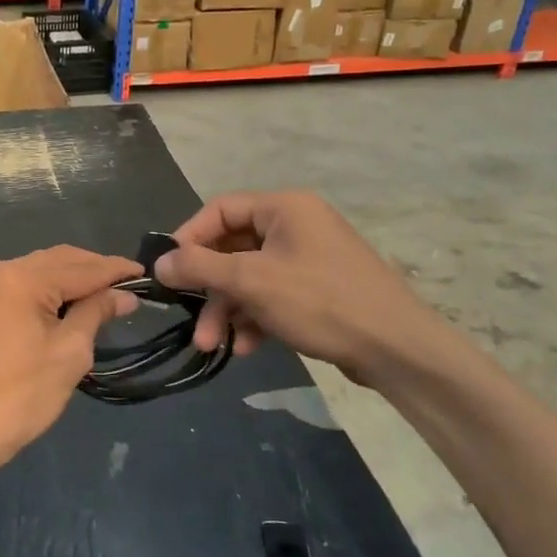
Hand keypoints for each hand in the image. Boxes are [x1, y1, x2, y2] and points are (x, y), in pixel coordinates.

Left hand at [0, 246, 140, 472]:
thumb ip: (96, 313)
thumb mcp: (70, 352)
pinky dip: (51, 289)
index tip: (147, 273)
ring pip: (41, 269)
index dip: (116, 270)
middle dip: (95, 270)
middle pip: (59, 260)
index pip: (81, 267)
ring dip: (73, 279)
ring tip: (108, 295)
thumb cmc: (21, 395)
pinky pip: (25, 283)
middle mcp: (0, 269)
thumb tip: (125, 294)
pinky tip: (73, 302)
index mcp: (21, 278)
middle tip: (130, 286)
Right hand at [153, 191, 445, 387]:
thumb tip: (159, 262)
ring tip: (211, 345)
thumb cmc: (320, 301)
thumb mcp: (251, 281)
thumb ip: (199, 267)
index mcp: (284, 208)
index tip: (168, 270)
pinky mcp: (318, 290)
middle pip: (232, 249)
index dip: (189, 238)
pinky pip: (272, 295)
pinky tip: (246, 347)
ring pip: (250, 278)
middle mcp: (296, 226)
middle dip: (209, 289)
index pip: (220, 209)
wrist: (397, 348)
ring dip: (227, 310)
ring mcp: (309, 259)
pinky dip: (254, 318)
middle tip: (190, 322)